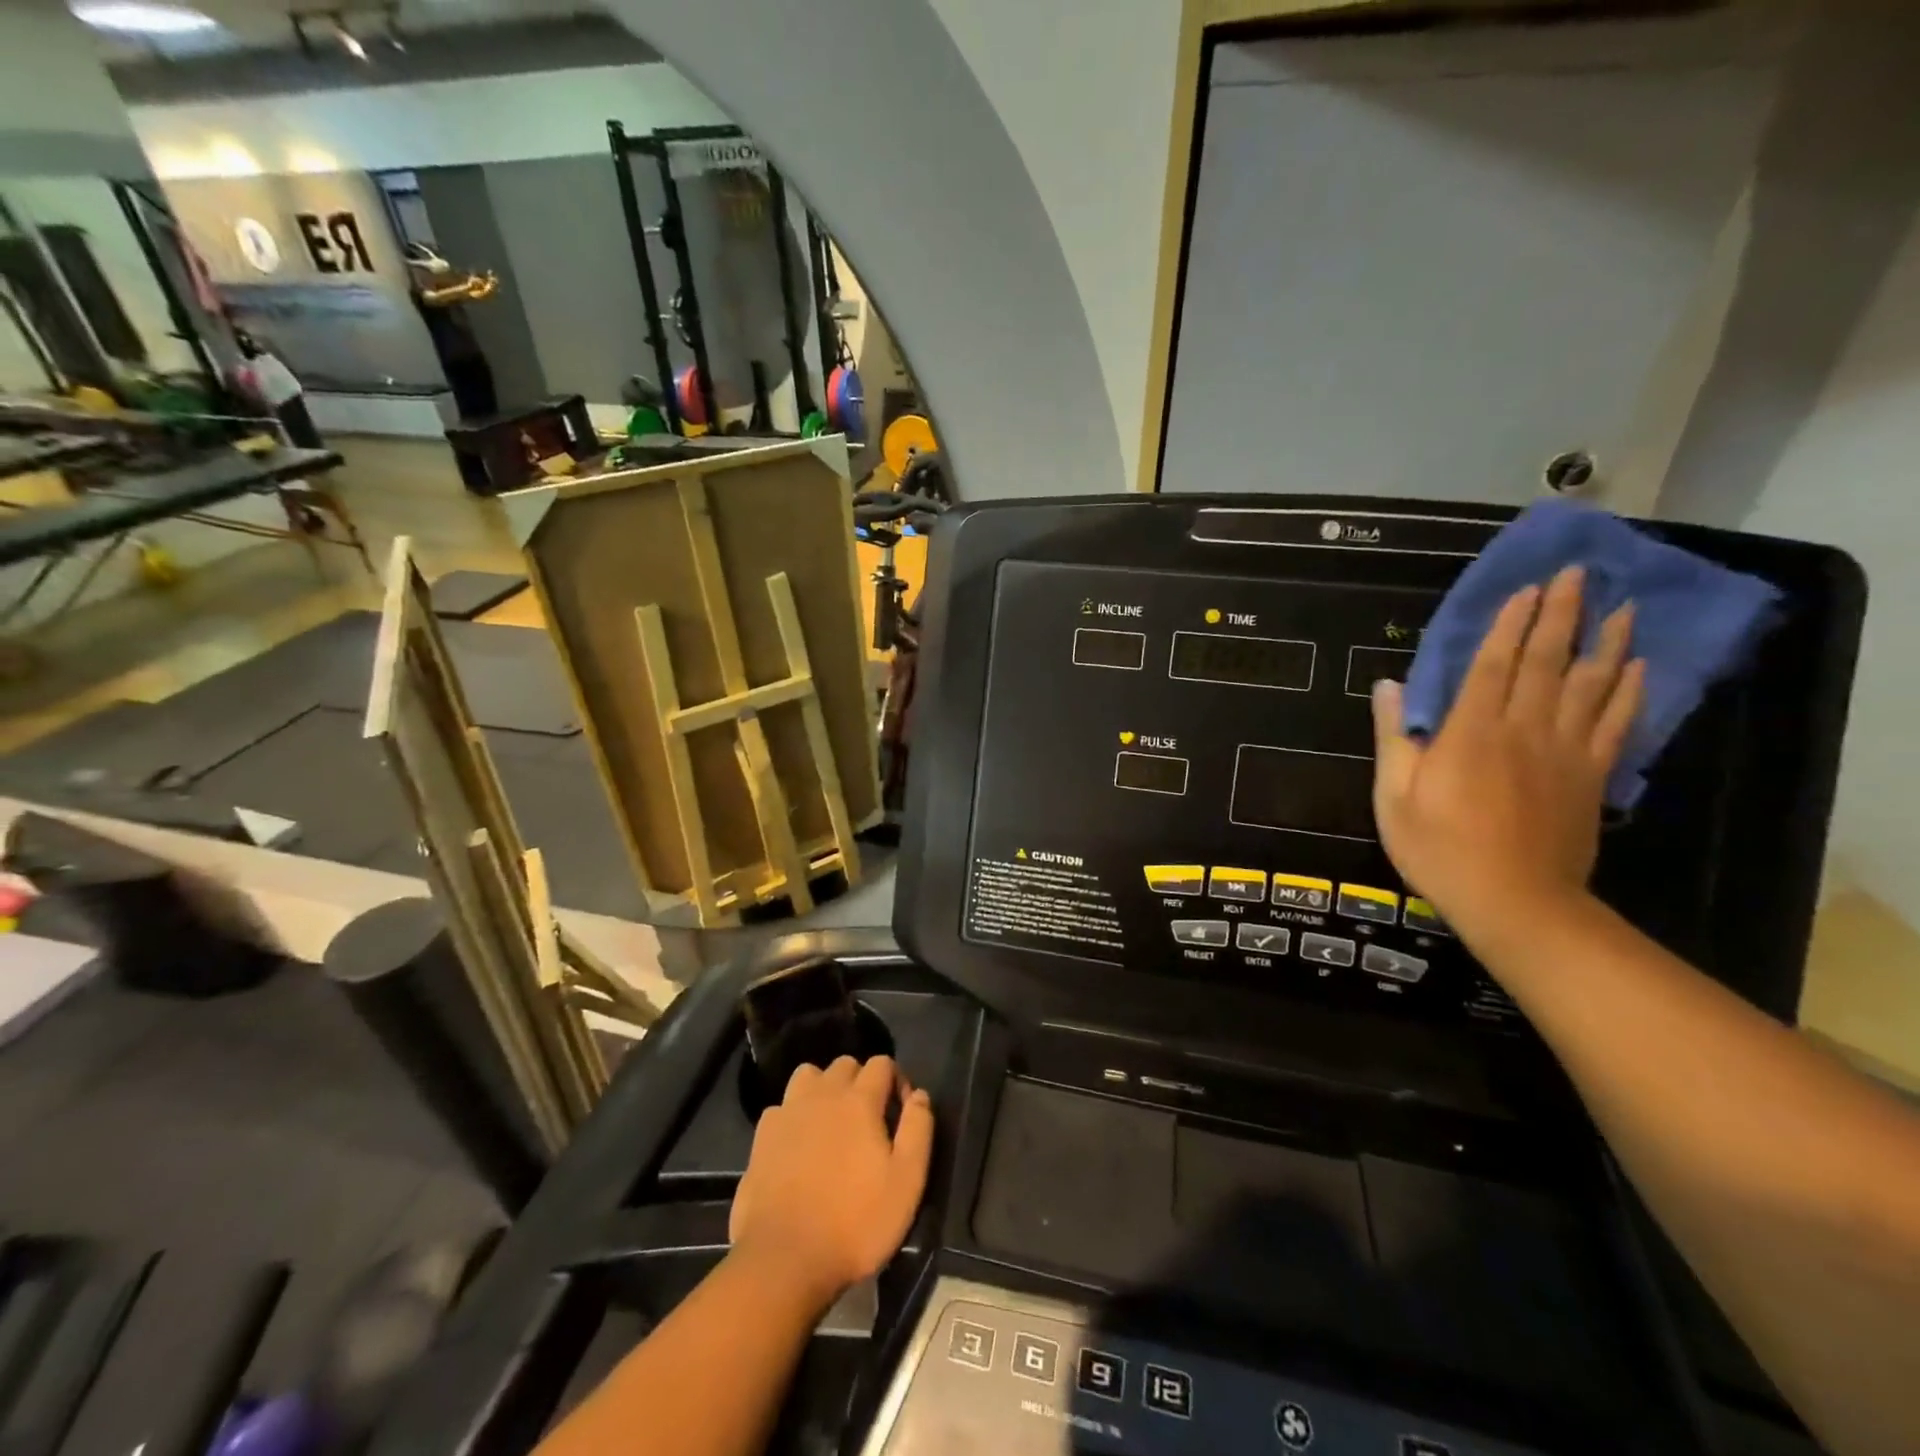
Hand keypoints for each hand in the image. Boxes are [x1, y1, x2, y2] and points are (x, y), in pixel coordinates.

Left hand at [729, 1056, 933, 1309]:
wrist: (784, 1260)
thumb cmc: (855, 1222)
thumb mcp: (906, 1181)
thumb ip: (918, 1129)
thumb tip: (919, 1095)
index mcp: (859, 1100)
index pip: (882, 1063)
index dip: (897, 1081)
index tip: (901, 1113)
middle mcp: (822, 1094)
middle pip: (845, 1064)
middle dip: (861, 1081)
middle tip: (869, 1119)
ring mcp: (787, 1113)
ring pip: (809, 1075)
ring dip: (824, 1088)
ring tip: (832, 1122)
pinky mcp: (762, 1137)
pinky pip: (782, 1107)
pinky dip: (794, 1115)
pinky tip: (799, 1143)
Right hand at [1371, 565, 1644, 941]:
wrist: (1513, 902)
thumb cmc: (1439, 848)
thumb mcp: (1393, 795)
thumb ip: (1395, 737)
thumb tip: (1390, 687)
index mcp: (1471, 733)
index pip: (1493, 665)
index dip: (1509, 625)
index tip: (1527, 589)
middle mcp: (1523, 730)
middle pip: (1546, 663)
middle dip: (1560, 616)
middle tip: (1577, 575)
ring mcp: (1564, 753)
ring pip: (1590, 685)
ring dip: (1607, 642)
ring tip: (1622, 606)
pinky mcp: (1590, 778)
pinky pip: (1616, 725)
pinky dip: (1630, 693)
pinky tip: (1639, 668)